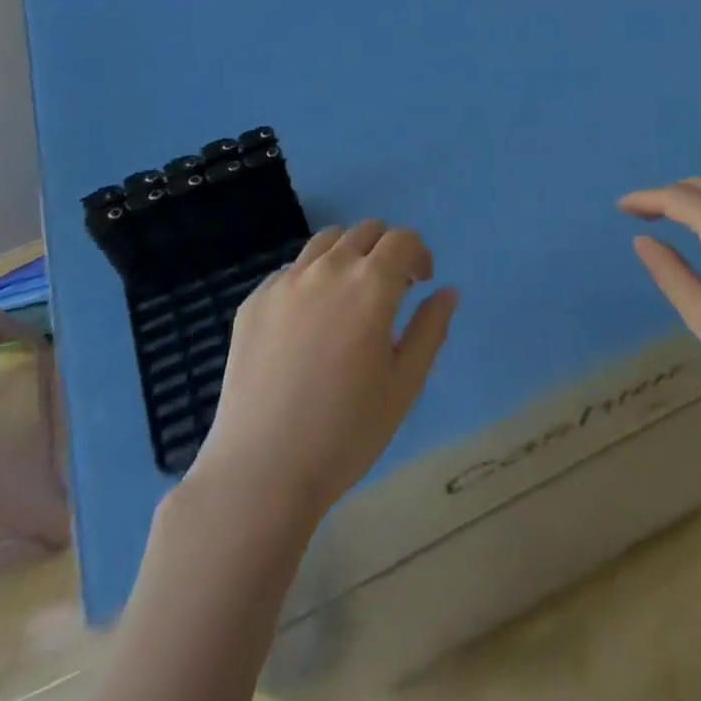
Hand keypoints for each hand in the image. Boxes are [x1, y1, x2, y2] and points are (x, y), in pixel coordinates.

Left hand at [189, 221, 456, 522]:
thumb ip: (431, 329)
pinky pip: (290, 271)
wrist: (263, 469)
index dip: (418, 253)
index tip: (420, 282)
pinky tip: (308, 321)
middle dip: (385, 249)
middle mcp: (328, 268)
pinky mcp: (254, 301)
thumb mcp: (405, 383)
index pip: (402, 239)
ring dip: (347, 254)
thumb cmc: (347, 431)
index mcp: (371, 283)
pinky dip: (310, 278)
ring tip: (348, 296)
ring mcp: (285, 281)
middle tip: (389, 288)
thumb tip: (447, 292)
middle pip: (364, 231)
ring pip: (324, 242)